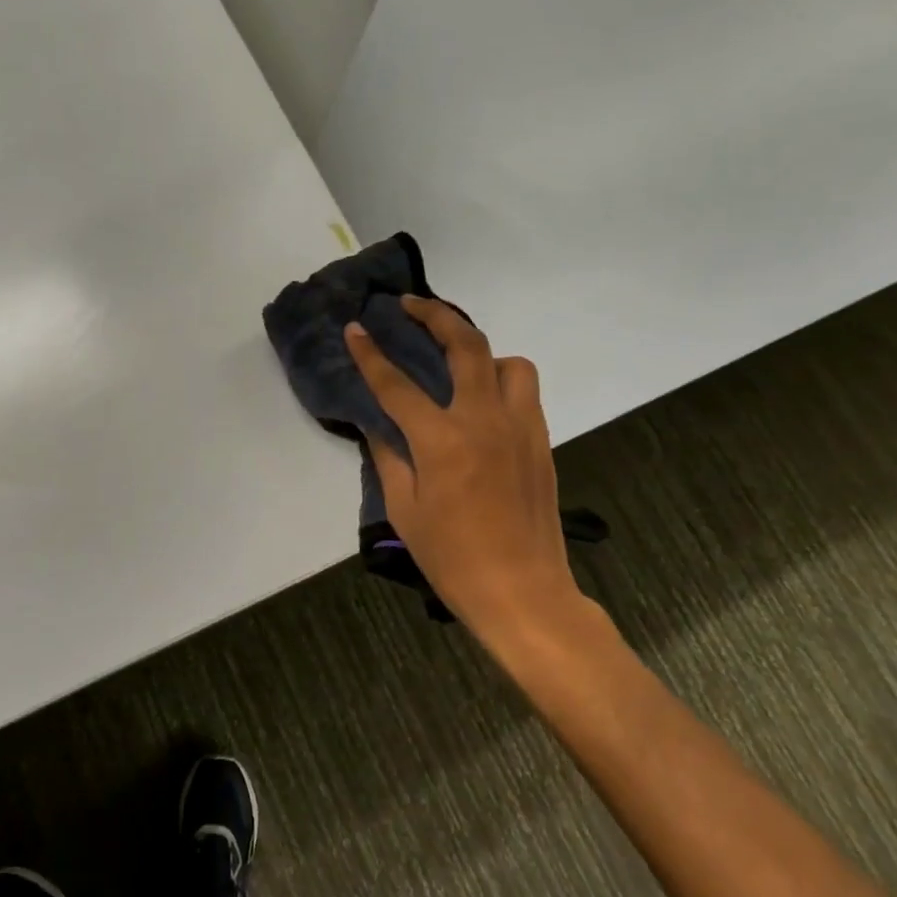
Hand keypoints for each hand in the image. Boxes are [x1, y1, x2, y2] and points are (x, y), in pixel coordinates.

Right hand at [344, 297, 588, 646]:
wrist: (523, 592)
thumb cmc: (453, 558)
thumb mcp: (403, 510)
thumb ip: (388, 458)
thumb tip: (377, 426)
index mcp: (442, 441)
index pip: (396, 384)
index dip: (370, 354)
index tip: (355, 328)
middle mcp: (484, 421)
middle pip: (465, 345)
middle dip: (434, 315)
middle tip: (409, 304)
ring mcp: (520, 428)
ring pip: (509, 362)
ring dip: (480, 351)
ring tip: (456, 362)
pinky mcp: (540, 441)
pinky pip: (523, 392)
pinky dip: (501, 380)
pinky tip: (481, 400)